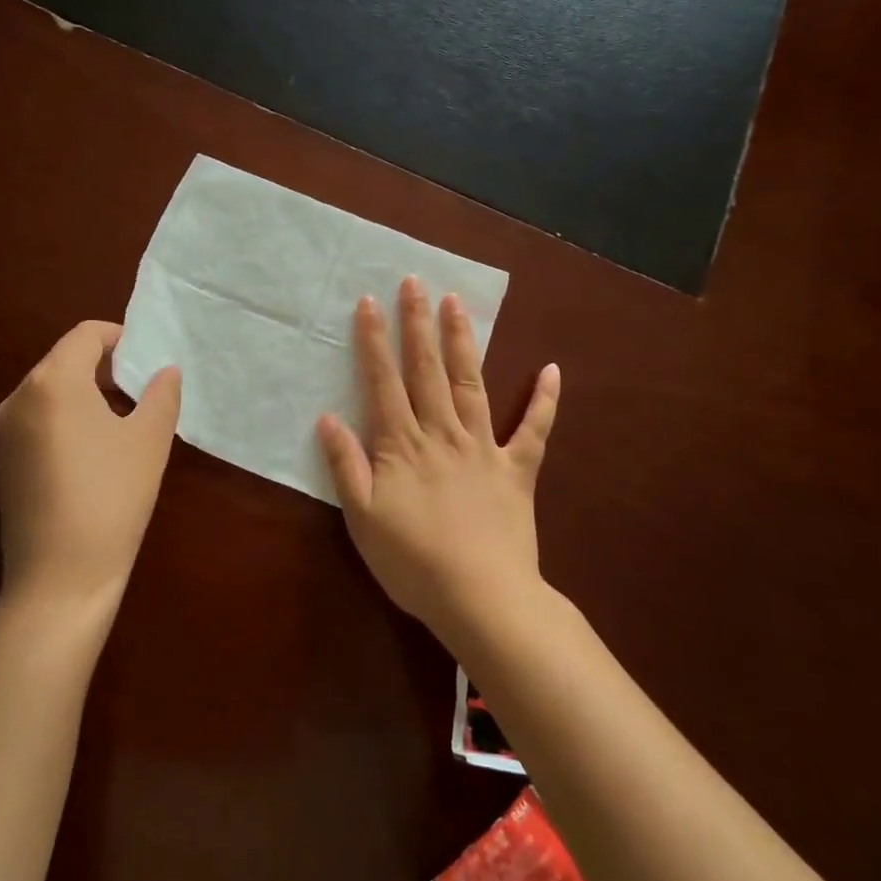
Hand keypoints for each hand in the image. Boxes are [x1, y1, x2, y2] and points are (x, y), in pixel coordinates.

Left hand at [0, 320, 181, 613]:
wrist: (59, 579)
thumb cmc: (111, 497)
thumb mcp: (149, 440)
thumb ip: (161, 394)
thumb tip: (165, 370)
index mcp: (52, 382)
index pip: (85, 335)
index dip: (121, 337)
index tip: (149, 358)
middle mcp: (19, 396)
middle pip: (65, 358)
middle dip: (106, 365)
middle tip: (144, 387)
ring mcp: (6, 430)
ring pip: (51, 388)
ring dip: (88, 390)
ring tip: (126, 417)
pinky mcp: (5, 459)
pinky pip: (40, 416)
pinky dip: (69, 415)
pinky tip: (96, 448)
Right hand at [317, 278, 559, 648]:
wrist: (481, 599)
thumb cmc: (413, 562)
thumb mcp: (362, 518)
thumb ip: (346, 464)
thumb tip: (328, 417)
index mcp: (403, 444)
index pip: (384, 381)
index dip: (374, 340)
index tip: (369, 302)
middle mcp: (443, 433)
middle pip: (427, 369)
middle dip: (418, 323)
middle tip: (415, 282)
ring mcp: (484, 448)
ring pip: (471, 384)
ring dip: (463, 341)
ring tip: (457, 303)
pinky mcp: (518, 470)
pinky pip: (534, 429)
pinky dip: (544, 400)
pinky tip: (552, 369)